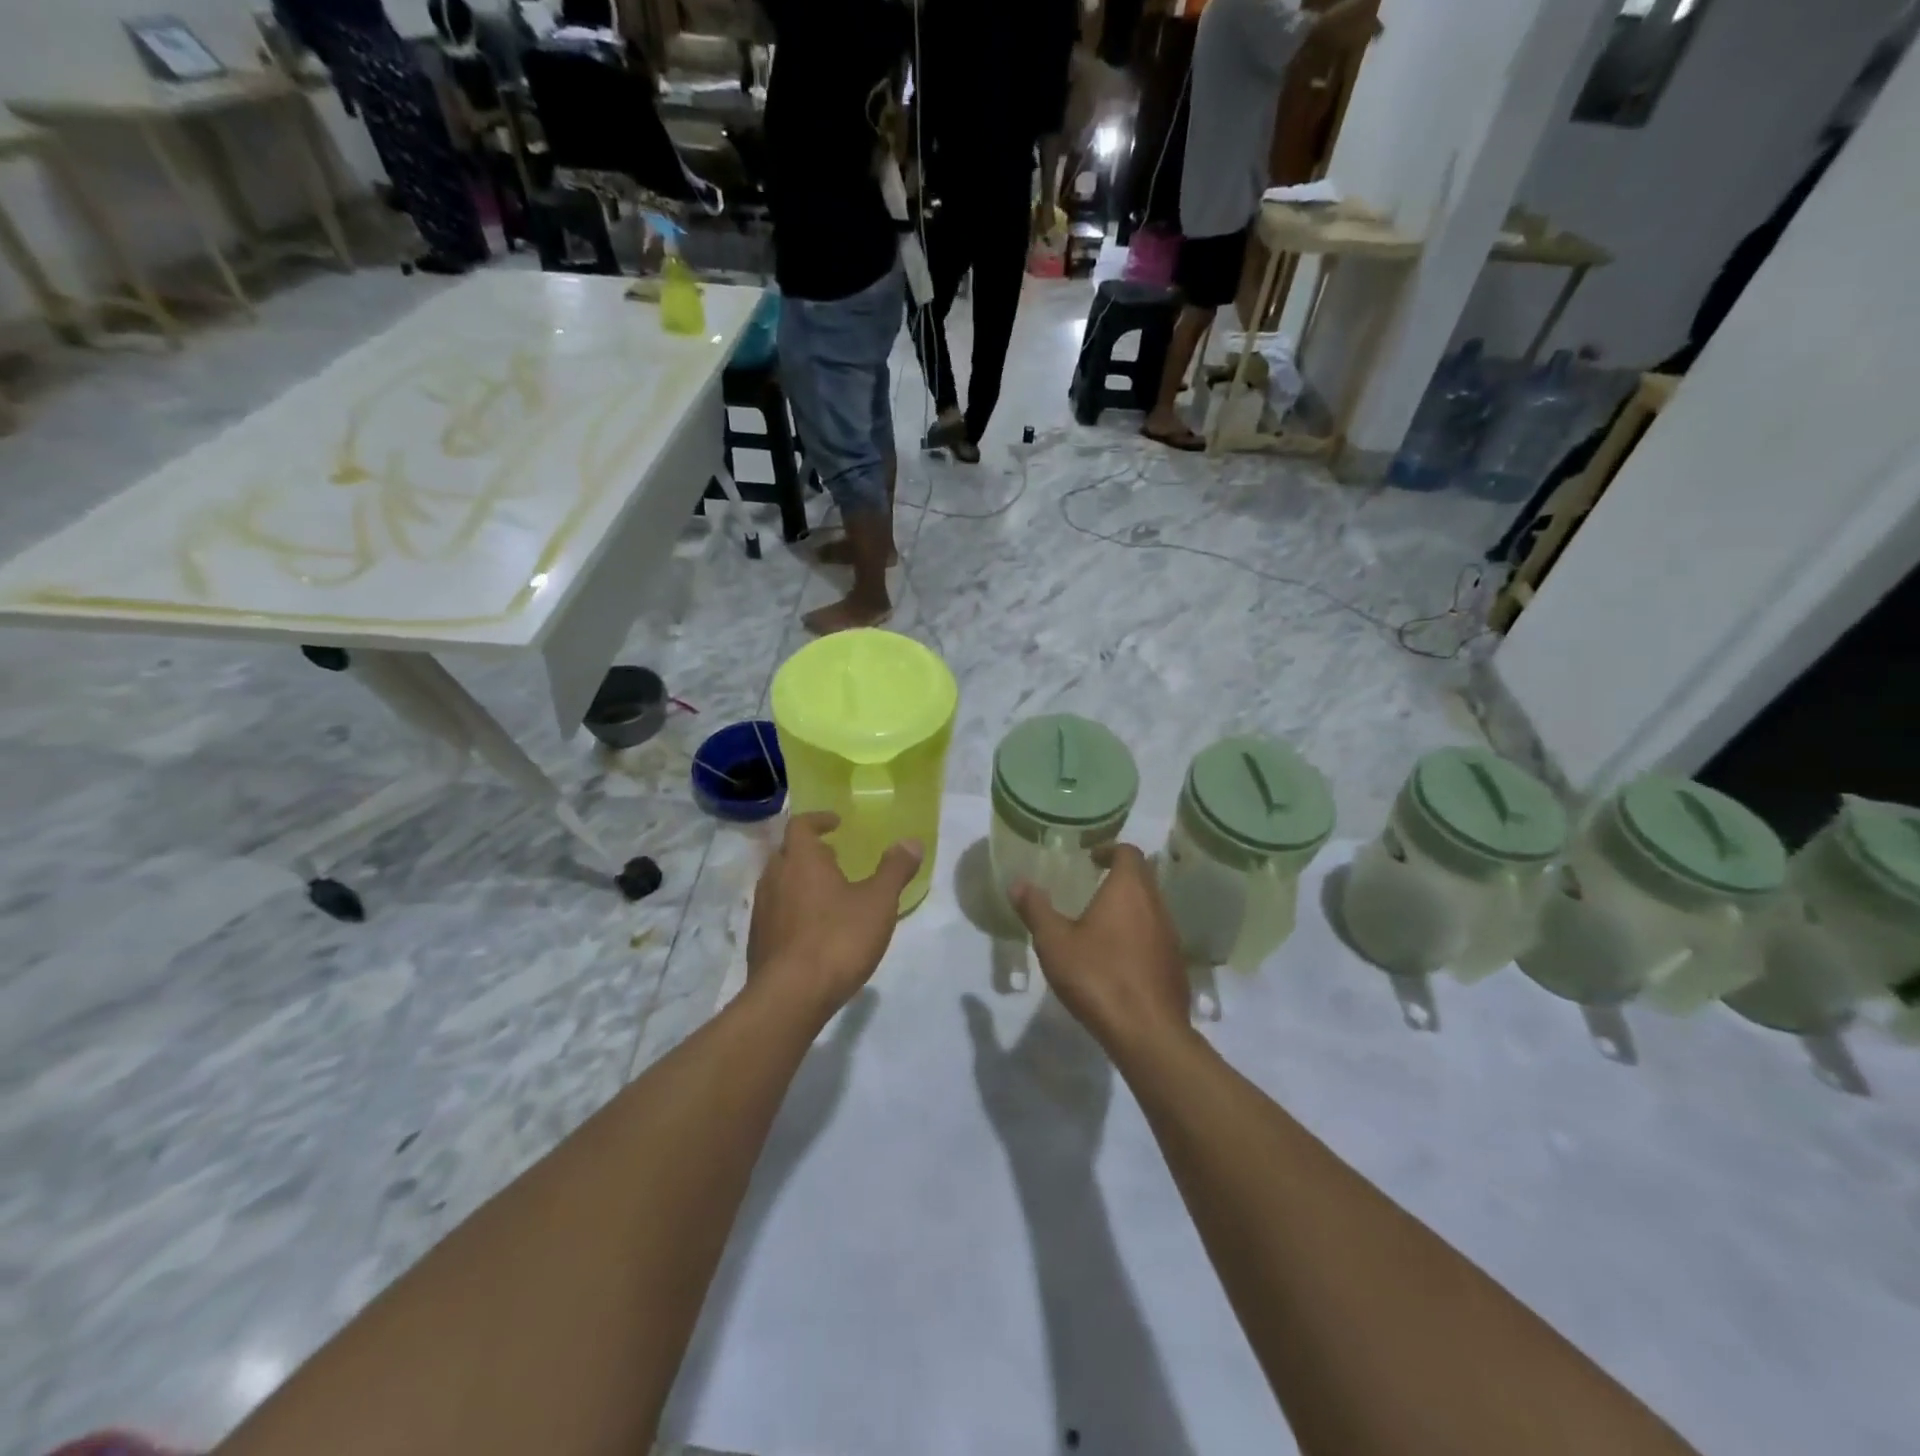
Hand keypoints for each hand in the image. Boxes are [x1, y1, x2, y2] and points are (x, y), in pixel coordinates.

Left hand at [746, 811, 923, 1022]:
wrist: (790, 997)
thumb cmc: (838, 939)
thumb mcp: (879, 902)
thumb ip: (895, 869)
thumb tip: (911, 841)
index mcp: (801, 859)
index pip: (801, 824)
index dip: (818, 820)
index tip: (836, 823)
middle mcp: (774, 877)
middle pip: (787, 852)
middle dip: (809, 851)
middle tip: (834, 857)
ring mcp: (762, 910)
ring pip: (778, 882)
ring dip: (799, 880)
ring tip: (827, 893)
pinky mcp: (758, 940)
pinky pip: (775, 912)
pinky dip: (792, 909)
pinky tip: (813, 929)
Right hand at [1010, 844, 1190, 1055]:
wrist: (1147, 1032)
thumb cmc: (1098, 976)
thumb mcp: (1055, 942)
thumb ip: (1036, 909)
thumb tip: (1018, 883)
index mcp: (1129, 890)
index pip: (1129, 852)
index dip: (1110, 850)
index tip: (1091, 859)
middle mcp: (1156, 906)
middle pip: (1143, 877)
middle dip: (1120, 875)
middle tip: (1092, 884)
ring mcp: (1170, 936)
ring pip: (1151, 907)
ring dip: (1130, 906)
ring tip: (1100, 921)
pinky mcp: (1174, 965)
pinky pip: (1156, 935)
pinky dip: (1138, 933)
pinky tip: (1117, 957)